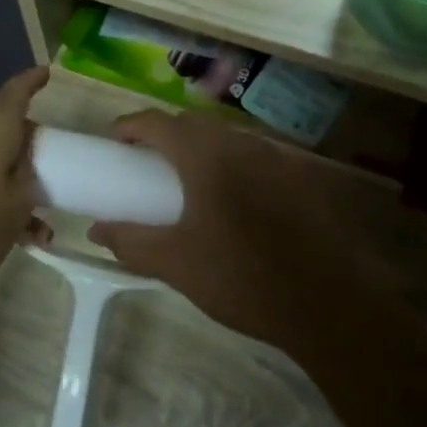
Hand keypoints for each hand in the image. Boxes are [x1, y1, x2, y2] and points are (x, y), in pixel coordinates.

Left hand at [0, 67, 49, 300]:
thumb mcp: (16, 207)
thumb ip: (30, 182)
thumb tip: (28, 166)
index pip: (16, 92)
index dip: (33, 81)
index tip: (47, 72)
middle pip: (6, 130)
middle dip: (32, 149)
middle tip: (57, 168)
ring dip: (17, 187)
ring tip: (40, 228)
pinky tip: (12, 238)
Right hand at [88, 112, 356, 344]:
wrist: (330, 304)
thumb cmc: (242, 277)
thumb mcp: (176, 263)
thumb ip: (131, 241)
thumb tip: (96, 229)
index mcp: (207, 155)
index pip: (159, 122)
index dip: (131, 126)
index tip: (114, 142)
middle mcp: (242, 143)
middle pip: (193, 125)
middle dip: (165, 136)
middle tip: (145, 164)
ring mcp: (277, 157)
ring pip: (227, 139)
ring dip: (200, 150)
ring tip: (185, 182)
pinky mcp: (300, 178)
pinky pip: (254, 157)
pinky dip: (231, 165)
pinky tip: (232, 200)